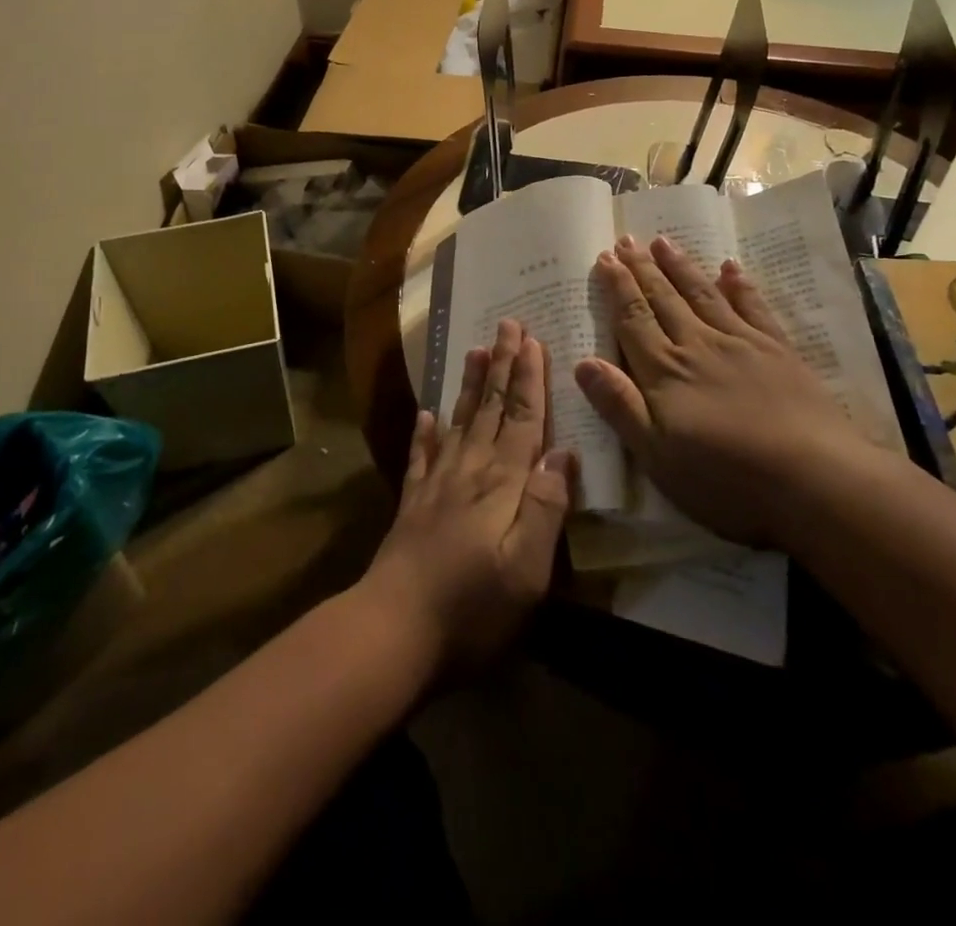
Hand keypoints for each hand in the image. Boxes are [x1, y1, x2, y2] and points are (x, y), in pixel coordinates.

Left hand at [361, 319, 577, 669]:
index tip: (533, 341)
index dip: (529, 380)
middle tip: (507, 325)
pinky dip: (425, 432)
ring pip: (458, 422)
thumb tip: (562, 451)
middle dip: (502, 366)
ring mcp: (435, 485)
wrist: (393, 630)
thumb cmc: (471, 608)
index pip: (520, 420)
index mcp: (501, 484)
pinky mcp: (412, 504)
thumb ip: (545, 507)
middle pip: (489, 409)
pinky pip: (421, 456)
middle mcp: (468, 472)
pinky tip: (425, 414)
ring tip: (475, 351)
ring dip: (469, 385)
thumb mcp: (527, 570)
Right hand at [573, 234, 863, 544]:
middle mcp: (698, 346)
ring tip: (663, 241)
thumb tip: (582, 362)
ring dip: (680, 267)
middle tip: (626, 239)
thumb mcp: (657, 455)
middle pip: (663, 300)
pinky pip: (753, 308)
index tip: (604, 258)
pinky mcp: (778, 351)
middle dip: (642, 269)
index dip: (617, 288)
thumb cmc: (726, 478)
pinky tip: (729, 268)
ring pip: (702, 295)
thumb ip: (619, 406)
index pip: (633, 320)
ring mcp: (741, 344)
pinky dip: (739, 286)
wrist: (815, 480)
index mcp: (665, 372)